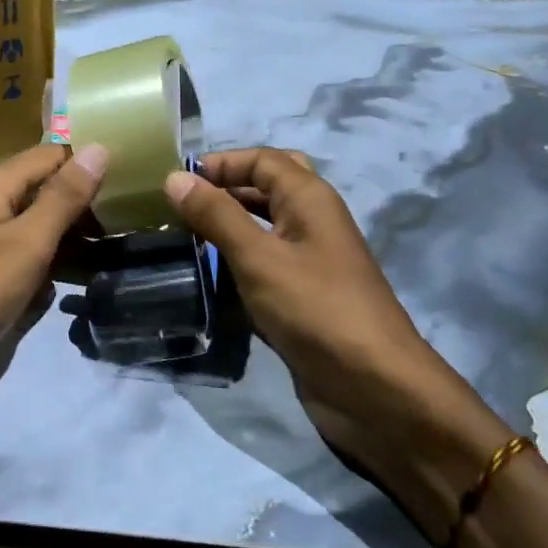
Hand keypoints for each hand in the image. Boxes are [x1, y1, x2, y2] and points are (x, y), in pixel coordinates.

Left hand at [0, 144, 107, 427]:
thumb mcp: (28, 242)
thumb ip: (65, 196)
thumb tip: (100, 147)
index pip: (49, 156)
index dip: (87, 165)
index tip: (131, 184)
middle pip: (40, 191)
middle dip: (80, 207)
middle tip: (128, 225)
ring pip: (30, 227)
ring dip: (65, 241)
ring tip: (109, 255)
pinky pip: (16, 257)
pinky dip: (40, 266)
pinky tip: (64, 286)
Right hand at [163, 148, 512, 544]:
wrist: (373, 388)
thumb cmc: (316, 310)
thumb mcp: (259, 257)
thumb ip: (216, 215)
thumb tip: (174, 176)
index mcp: (310, 199)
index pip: (262, 159)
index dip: (220, 162)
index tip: (175, 181)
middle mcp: (311, 222)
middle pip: (266, 188)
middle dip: (224, 189)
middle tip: (182, 206)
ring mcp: (308, 261)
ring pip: (262, 227)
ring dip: (225, 226)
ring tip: (179, 236)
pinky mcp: (300, 297)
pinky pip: (262, 265)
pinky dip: (234, 262)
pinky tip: (203, 275)